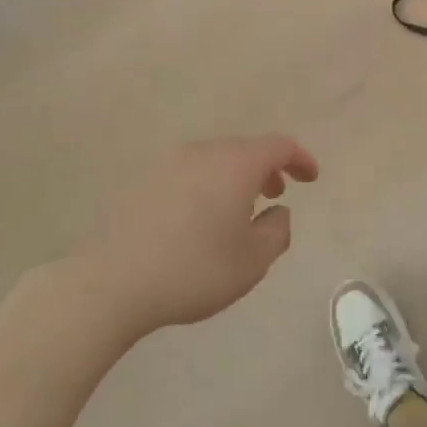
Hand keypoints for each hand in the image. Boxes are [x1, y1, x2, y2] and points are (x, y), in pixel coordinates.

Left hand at [77, 136, 318, 335]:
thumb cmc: (195, 269)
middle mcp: (204, 152)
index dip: (301, 158)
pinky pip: (191, 173)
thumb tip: (277, 211)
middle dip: (268, 168)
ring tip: (240, 209)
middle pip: (245, 149)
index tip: (311, 177)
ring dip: (236, 177)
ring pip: (216, 160)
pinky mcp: (146, 181)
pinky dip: (209, 185)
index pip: (279, 145)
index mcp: (236, 164)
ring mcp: (170, 163)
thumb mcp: (253, 260)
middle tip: (277, 194)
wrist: (114, 280)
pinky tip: (201, 218)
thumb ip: (277, 231)